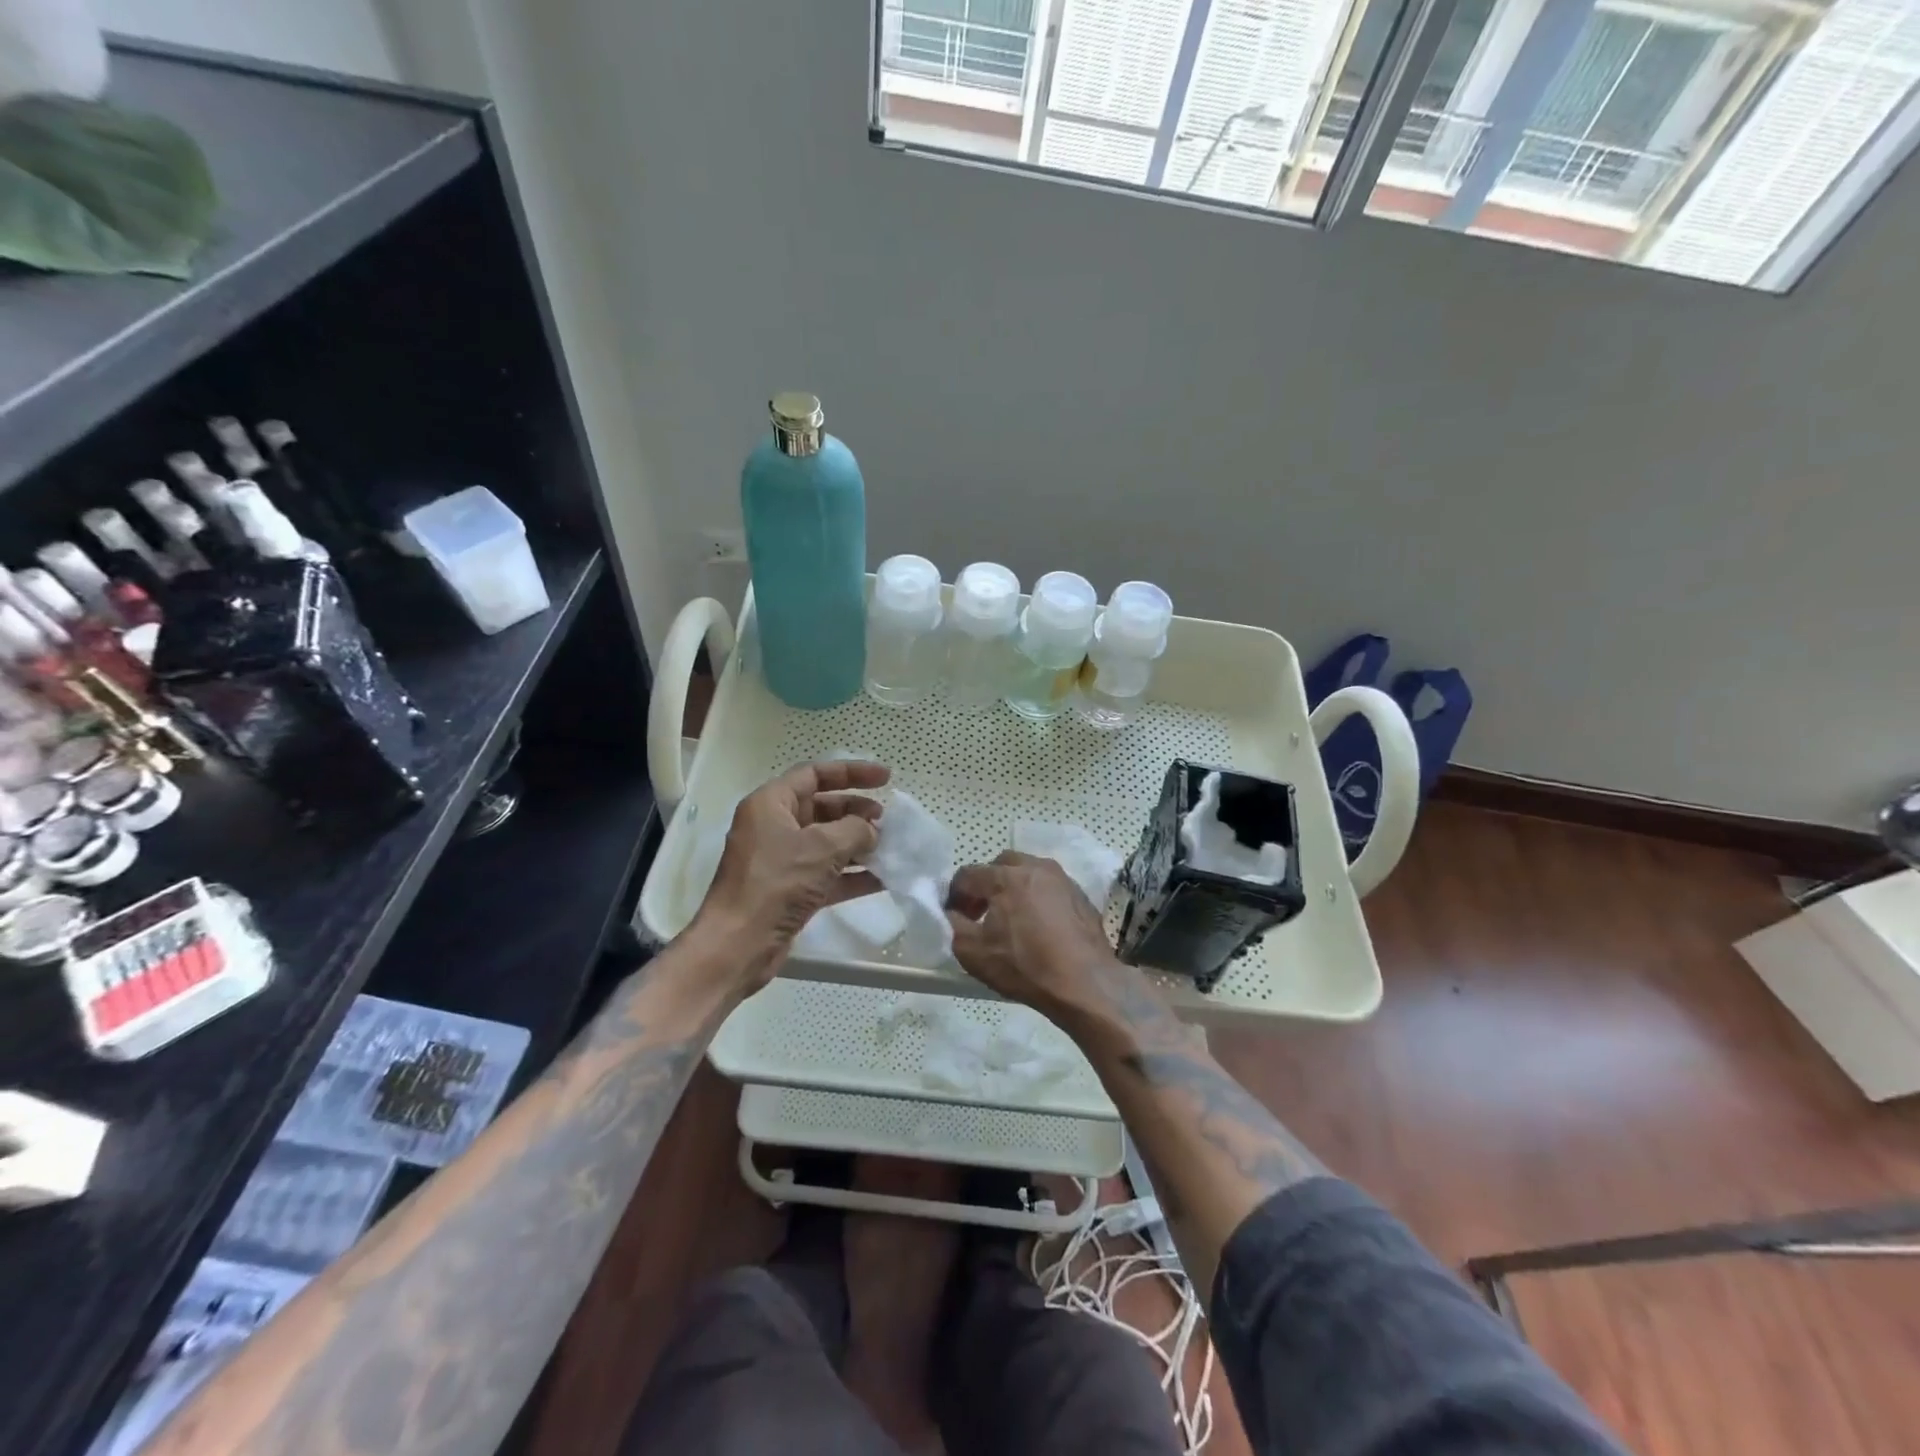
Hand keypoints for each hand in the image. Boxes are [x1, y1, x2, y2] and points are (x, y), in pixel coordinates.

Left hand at [692, 760, 890, 990]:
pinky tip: (884, 878)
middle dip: (857, 812)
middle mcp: (774, 827)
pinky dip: (853, 874)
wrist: (738, 945)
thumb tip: (872, 831)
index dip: (852, 772)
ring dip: (859, 844)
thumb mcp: (821, 848)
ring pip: (828, 842)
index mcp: (771, 804)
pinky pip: (827, 874)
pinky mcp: (790, 891)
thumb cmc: (775, 884)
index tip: (886, 778)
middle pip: (823, 808)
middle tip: (888, 821)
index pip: (815, 774)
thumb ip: (855, 830)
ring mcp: (782, 861)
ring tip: (892, 848)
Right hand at [946, 851, 1149, 1023]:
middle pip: (1000, 865)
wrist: (1085, 984)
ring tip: (1011, 918)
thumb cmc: (1025, 966)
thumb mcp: (973, 952)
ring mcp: (1062, 879)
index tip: (954, 916)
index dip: (955, 894)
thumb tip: (951, 913)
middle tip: (981, 912)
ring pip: (1028, 872)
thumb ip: (953, 925)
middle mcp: (1035, 867)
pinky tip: (1039, 926)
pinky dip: (1038, 898)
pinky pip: (1050, 888)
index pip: (968, 874)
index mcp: (1006, 877)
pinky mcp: (1081, 895)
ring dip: (1013, 888)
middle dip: (986, 884)